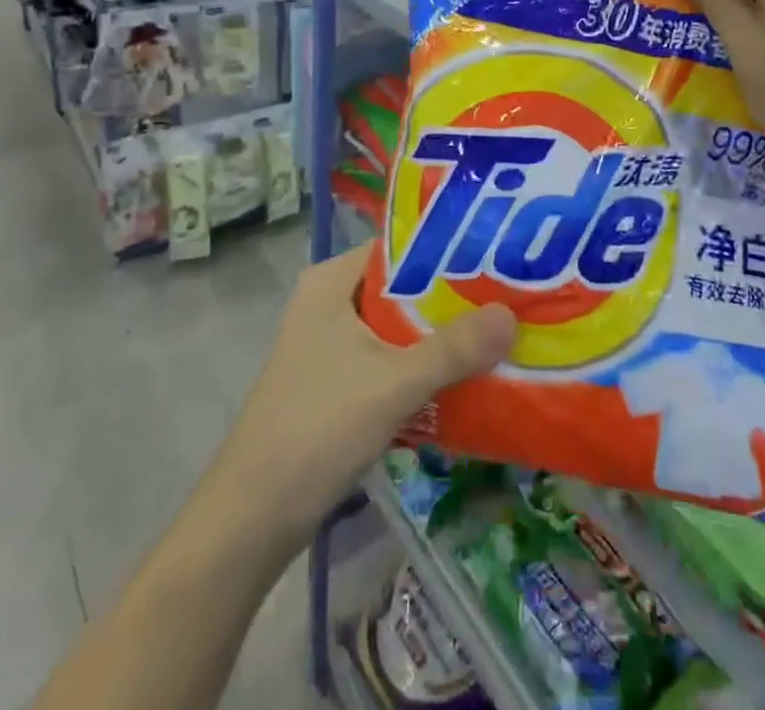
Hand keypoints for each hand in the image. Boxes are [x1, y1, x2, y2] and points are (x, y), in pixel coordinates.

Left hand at [214, 247, 514, 537]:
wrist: (253, 518)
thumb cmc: (317, 429)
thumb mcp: (393, 383)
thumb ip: (454, 348)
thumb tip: (511, 314)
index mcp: (331, 281)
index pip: (401, 247)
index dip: (449, 250)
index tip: (498, 257)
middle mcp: (328, 302)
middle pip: (403, 287)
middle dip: (452, 297)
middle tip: (508, 297)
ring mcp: (329, 344)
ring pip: (398, 326)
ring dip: (440, 335)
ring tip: (497, 333)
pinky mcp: (334, 381)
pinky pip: (389, 358)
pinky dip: (422, 364)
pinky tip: (463, 377)